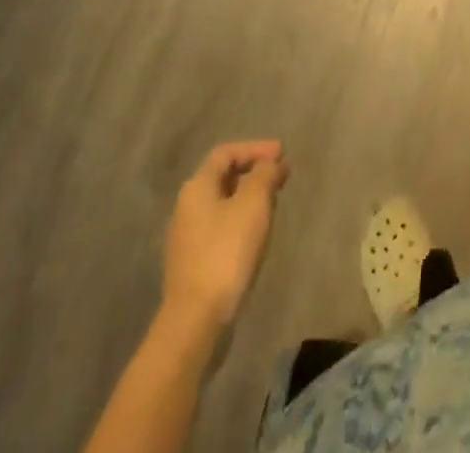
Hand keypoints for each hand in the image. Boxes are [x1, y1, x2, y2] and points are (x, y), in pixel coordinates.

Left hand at [161, 141, 288, 328]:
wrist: (195, 321)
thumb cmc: (226, 253)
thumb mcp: (253, 205)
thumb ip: (264, 175)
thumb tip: (271, 163)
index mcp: (197, 187)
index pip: (226, 153)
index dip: (255, 148)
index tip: (282, 154)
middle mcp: (187, 207)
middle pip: (223, 177)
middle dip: (254, 172)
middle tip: (281, 177)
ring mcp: (187, 238)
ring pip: (223, 204)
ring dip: (249, 197)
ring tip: (273, 203)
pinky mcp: (193, 264)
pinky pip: (220, 228)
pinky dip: (241, 221)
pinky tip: (256, 234)